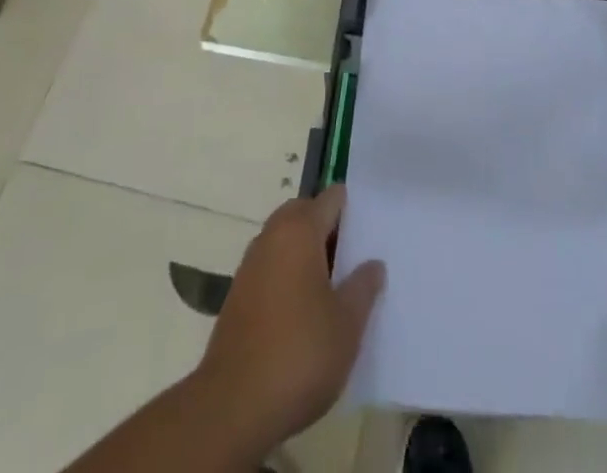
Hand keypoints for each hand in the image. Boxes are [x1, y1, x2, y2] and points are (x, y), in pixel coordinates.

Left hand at [191, 186, 384, 460]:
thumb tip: (373, 263)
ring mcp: (250, 265)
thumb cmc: (299, 354)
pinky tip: (304, 311)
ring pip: (285, 240)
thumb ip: (363, 287)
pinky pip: (271, 267)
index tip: (371, 231)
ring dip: (307, 253)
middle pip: (305, 214)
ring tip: (333, 287)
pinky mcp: (238, 295)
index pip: (331, 198)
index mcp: (299, 230)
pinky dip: (289, 275)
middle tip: (354, 259)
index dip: (353, 210)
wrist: (232, 407)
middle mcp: (271, 236)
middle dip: (328, 229)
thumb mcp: (347, 324)